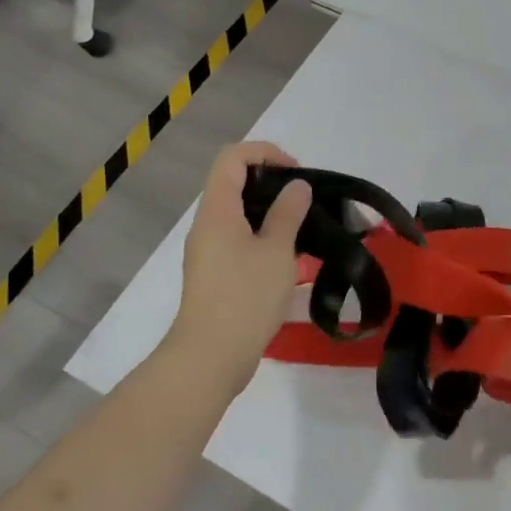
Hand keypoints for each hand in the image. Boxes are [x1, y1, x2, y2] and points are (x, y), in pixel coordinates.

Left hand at [168, 141, 311, 389]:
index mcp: (217, 210)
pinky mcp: (214, 274)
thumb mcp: (277, 251)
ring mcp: (207, 250)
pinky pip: (237, 238)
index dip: (265, 153)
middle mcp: (207, 224)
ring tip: (302, 226)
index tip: (296, 172)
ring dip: (268, 211)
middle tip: (304, 199)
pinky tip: (287, 256)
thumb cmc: (245, 297)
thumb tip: (297, 186)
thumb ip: (288, 213)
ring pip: (237, 213)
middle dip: (270, 181)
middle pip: (232, 182)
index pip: (233, 158)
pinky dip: (262, 235)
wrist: (210, 357)